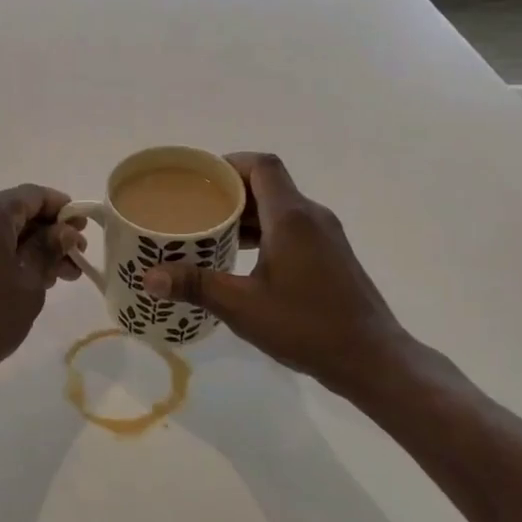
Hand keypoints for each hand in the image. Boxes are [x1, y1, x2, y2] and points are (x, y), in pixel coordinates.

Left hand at [0, 184, 84, 385]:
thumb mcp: (31, 281)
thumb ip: (50, 248)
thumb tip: (65, 231)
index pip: (32, 196)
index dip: (61, 208)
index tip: (83, 227)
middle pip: (14, 212)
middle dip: (47, 233)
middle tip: (75, 257)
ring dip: (27, 247)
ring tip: (57, 276)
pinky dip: (4, 254)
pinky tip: (28, 278)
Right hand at [141, 153, 430, 400]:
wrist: (372, 358)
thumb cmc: (306, 326)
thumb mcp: (243, 307)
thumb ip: (196, 286)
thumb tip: (149, 277)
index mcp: (291, 217)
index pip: (262, 165)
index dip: (230, 163)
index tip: (200, 178)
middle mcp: (312, 216)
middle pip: (269, 185)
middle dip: (231, 192)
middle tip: (195, 208)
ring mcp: (326, 236)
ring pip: (281, 208)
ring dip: (248, 215)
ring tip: (212, 233)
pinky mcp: (332, 255)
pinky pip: (293, 228)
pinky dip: (266, 232)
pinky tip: (244, 259)